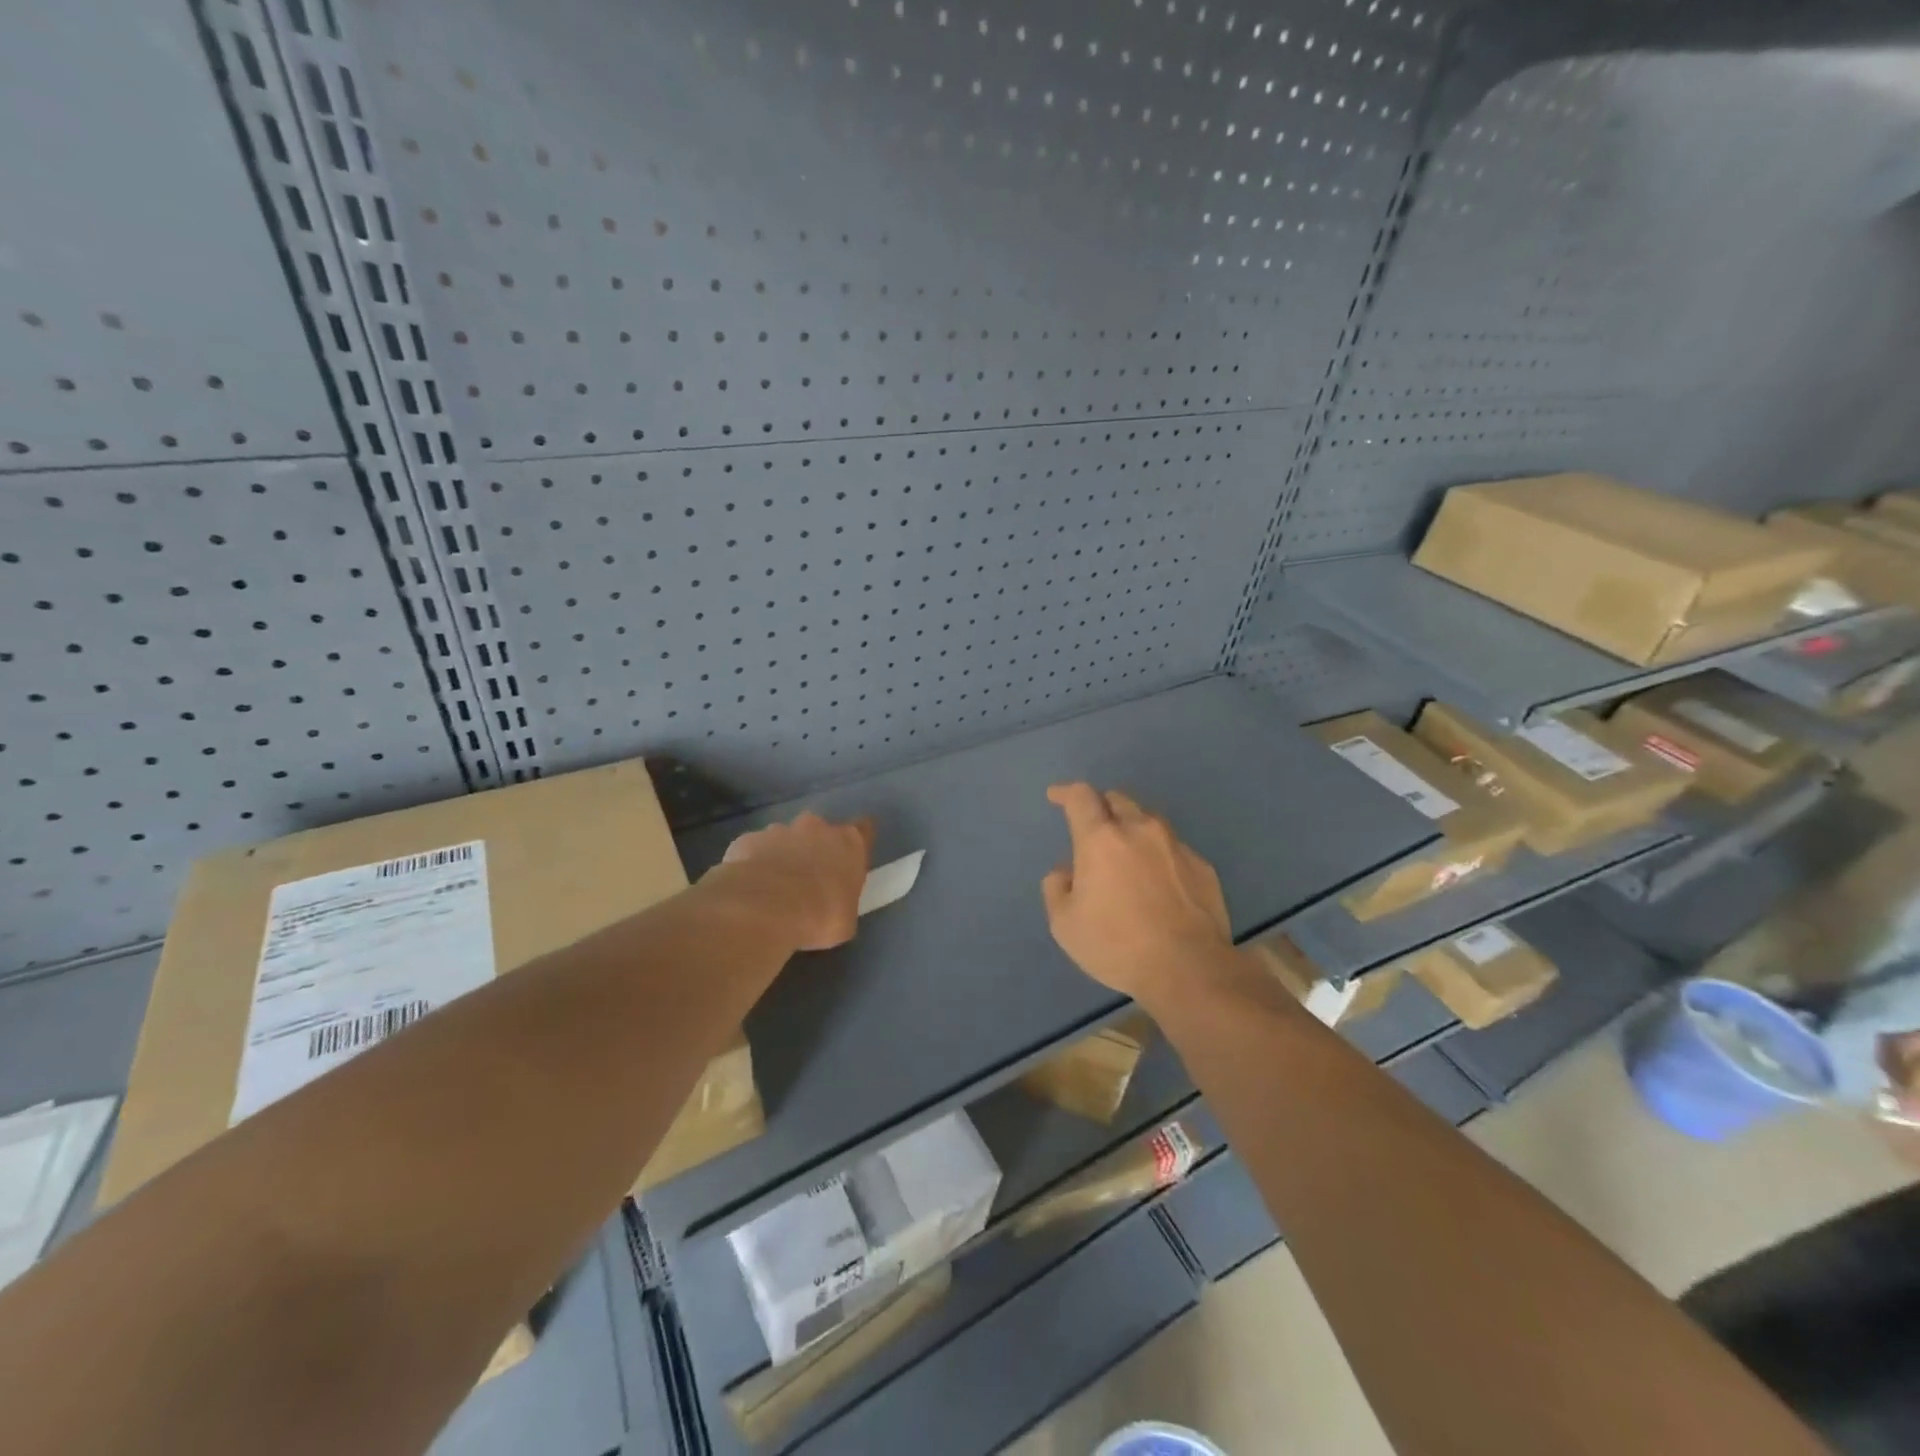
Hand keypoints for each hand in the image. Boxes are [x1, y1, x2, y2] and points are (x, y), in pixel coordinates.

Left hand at [718, 812, 873, 950]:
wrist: (762, 911)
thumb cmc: (817, 917)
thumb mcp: (845, 920)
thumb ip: (842, 900)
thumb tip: (834, 902)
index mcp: (848, 844)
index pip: (863, 830)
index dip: (857, 843)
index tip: (850, 858)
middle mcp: (816, 828)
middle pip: (819, 830)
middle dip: (814, 847)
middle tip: (808, 877)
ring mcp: (778, 830)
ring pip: (783, 838)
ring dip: (782, 855)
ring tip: (773, 886)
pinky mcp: (747, 840)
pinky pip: (754, 849)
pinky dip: (753, 862)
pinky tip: (749, 887)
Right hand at [1041, 783, 1231, 1002]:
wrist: (1189, 969)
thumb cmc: (1117, 945)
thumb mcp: (1065, 924)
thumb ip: (1057, 888)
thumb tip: (1065, 871)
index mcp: (1101, 839)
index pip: (1080, 797)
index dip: (1065, 792)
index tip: (1056, 796)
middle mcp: (1140, 830)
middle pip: (1118, 799)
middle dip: (1100, 806)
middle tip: (1092, 826)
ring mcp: (1175, 846)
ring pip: (1149, 819)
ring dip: (1132, 826)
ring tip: (1126, 850)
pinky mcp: (1202, 866)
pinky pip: (1173, 847)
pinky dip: (1158, 854)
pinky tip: (1157, 879)